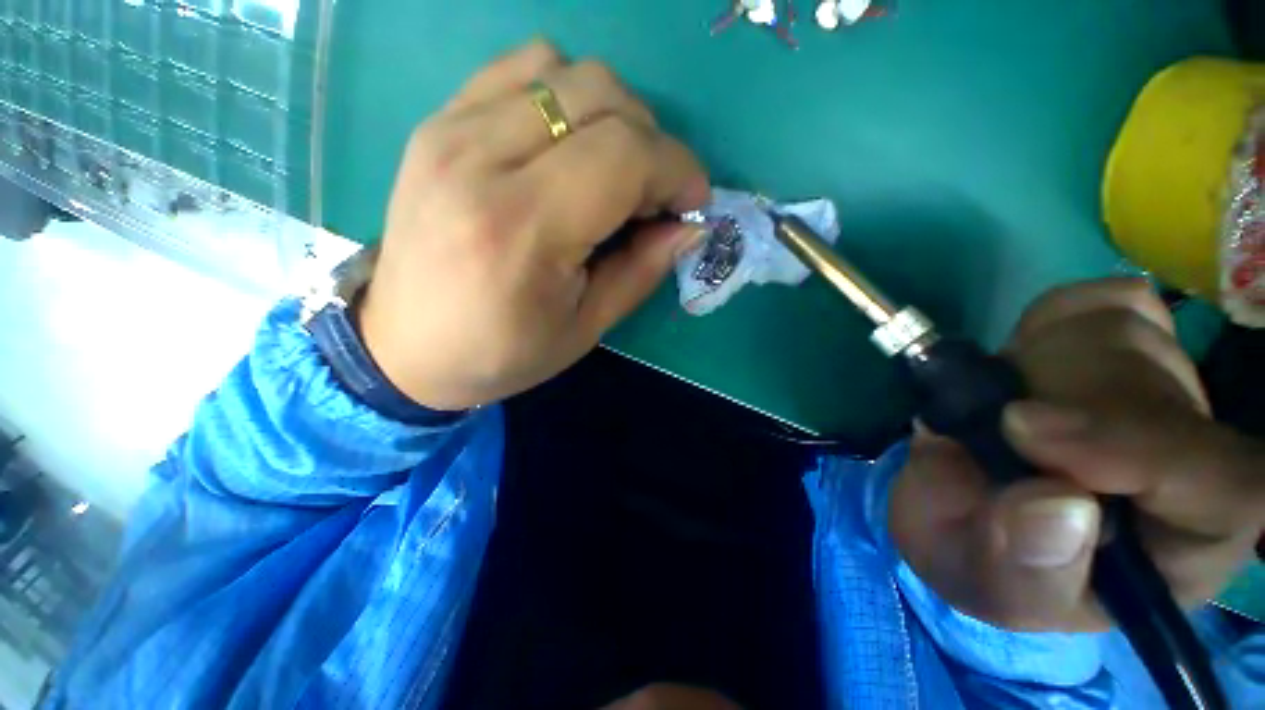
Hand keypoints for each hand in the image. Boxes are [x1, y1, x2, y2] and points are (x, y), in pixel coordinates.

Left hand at [359, 41, 709, 409]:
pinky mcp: (438, 122)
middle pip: (601, 95)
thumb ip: (641, 270)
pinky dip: (563, 95)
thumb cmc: (501, 353)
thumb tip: (690, 225)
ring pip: (564, 68)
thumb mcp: (584, 328)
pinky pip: (520, 70)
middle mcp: (481, 160)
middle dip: (653, 142)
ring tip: (612, 168)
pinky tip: (566, 145)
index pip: (625, 155)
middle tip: (655, 193)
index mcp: (522, 228)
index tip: (693, 201)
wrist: (404, 347)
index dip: (678, 170)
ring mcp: (450, 129)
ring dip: (611, 113)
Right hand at [891, 278, 1264, 631]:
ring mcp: (1157, 390)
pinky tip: (1024, 365)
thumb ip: (1027, 567)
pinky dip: (1050, 321)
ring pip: (1126, 330)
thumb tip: (1056, 505)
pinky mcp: (1118, 344)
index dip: (1142, 446)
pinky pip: (1100, 300)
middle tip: (993, 425)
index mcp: (1181, 544)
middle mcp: (1188, 459)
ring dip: (1039, 361)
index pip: (1223, 485)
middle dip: (1057, 398)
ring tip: (1002, 408)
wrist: (960, 508)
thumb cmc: (986, 563)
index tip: (1027, 430)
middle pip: (1157, 388)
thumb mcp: (994, 586)